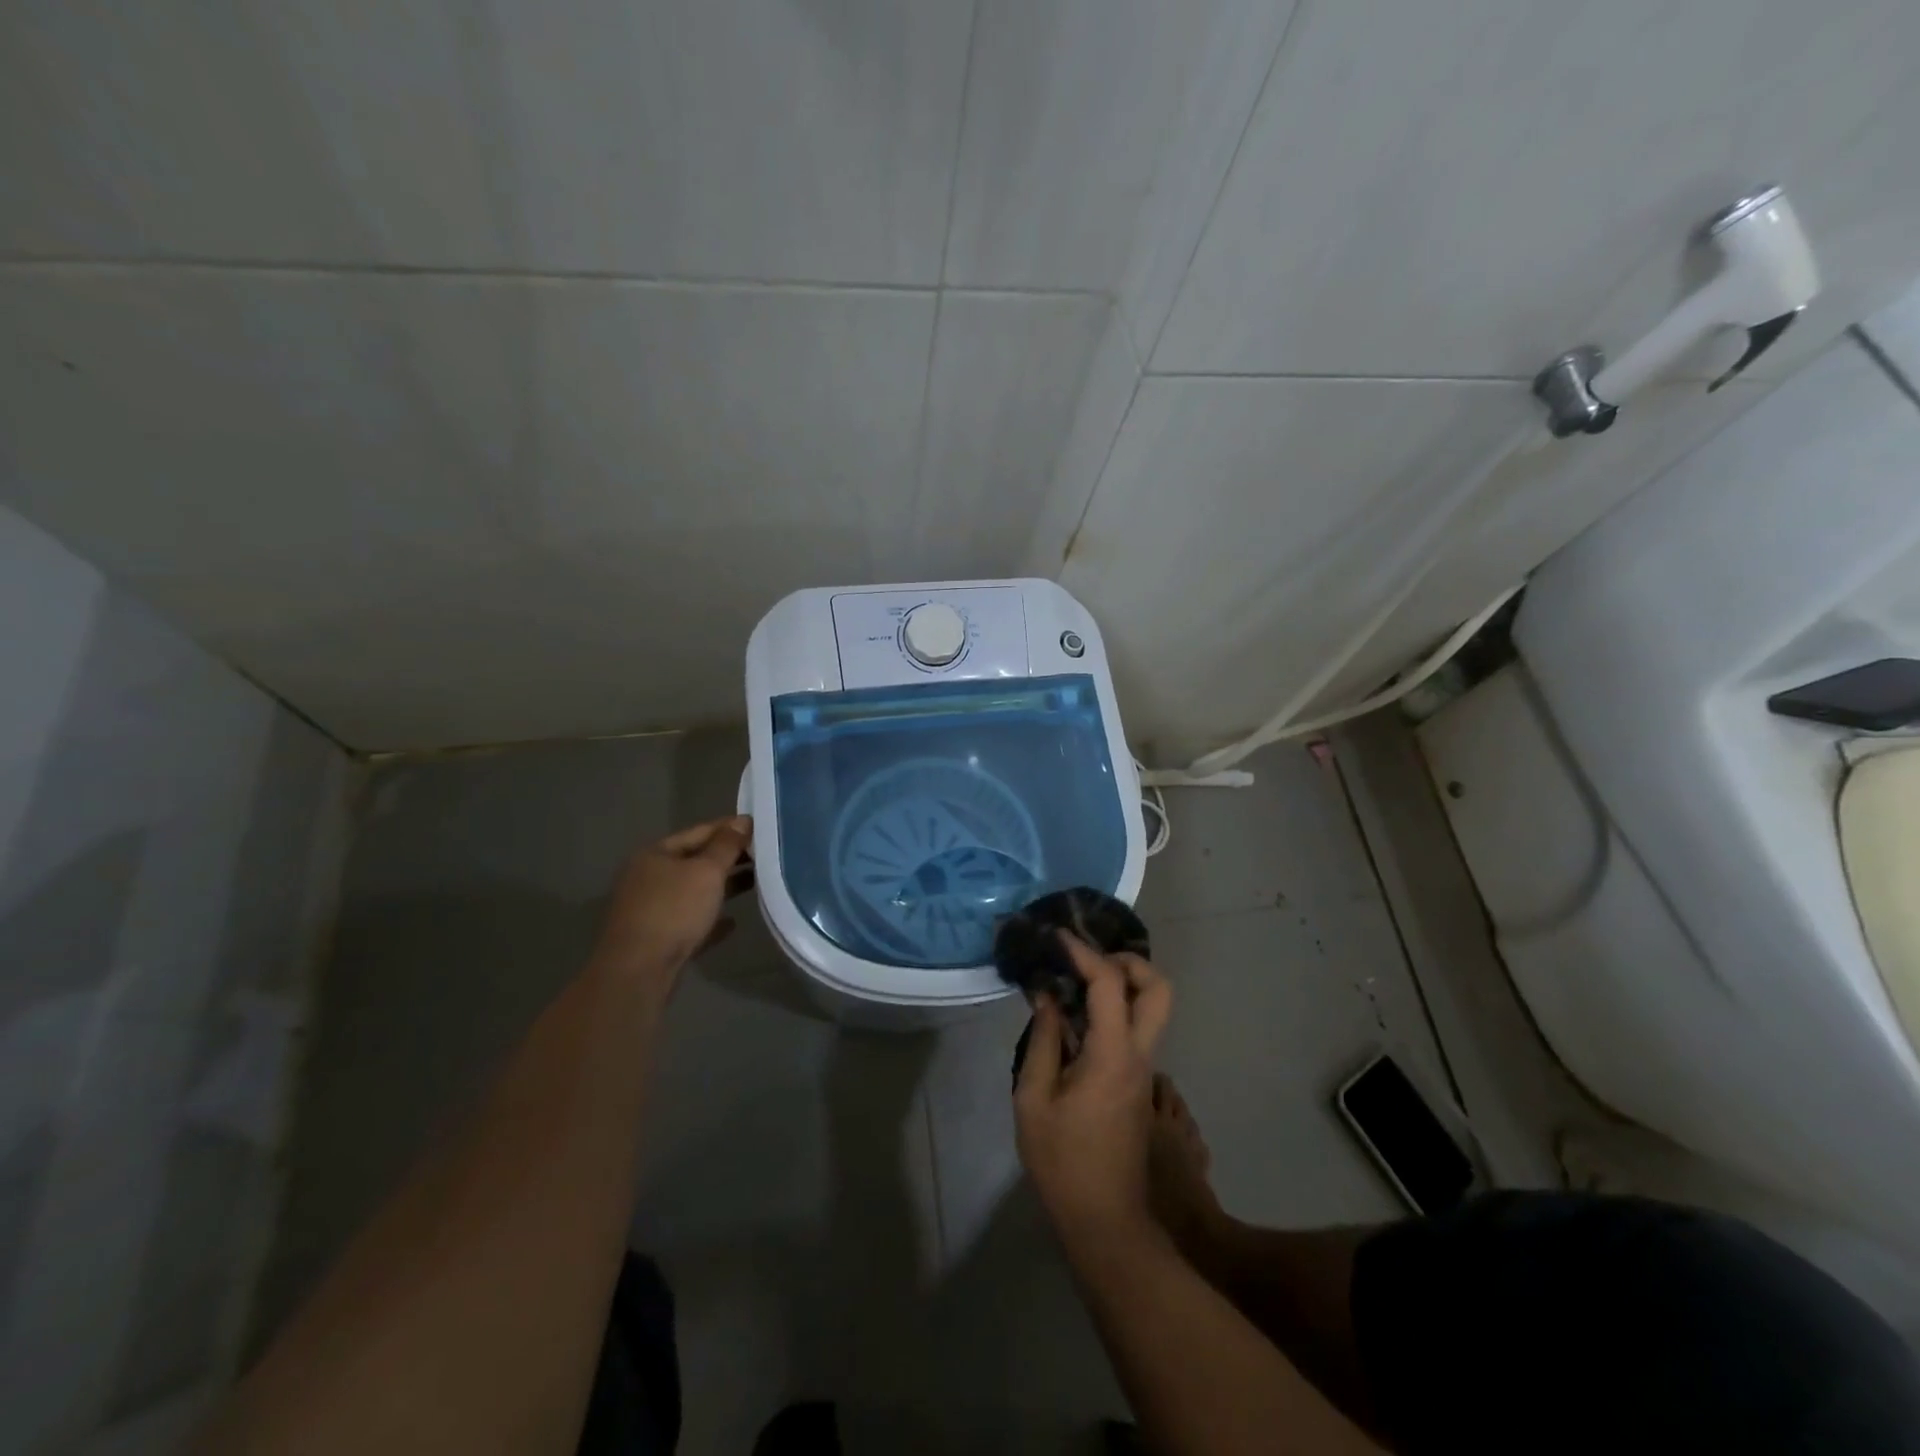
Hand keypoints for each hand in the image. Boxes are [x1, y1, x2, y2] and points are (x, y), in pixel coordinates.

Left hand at [591, 816, 753, 994]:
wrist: (638, 971)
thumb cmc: (674, 910)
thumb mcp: (706, 871)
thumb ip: (727, 845)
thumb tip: (743, 821)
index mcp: (656, 854)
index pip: (700, 831)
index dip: (731, 828)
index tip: (761, 828)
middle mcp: (650, 877)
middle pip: (696, 861)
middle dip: (729, 858)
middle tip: (764, 855)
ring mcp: (651, 909)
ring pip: (694, 892)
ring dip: (723, 887)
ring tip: (756, 883)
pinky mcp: (658, 938)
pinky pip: (691, 921)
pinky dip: (711, 918)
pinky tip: (733, 922)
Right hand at [1014, 933, 1173, 1244]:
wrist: (1105, 1222)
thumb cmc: (1063, 1162)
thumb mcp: (1034, 1101)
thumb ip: (1042, 1042)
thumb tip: (1046, 998)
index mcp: (1113, 1055)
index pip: (1109, 983)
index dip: (1084, 952)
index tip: (1058, 937)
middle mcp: (1139, 1055)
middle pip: (1159, 989)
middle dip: (1129, 962)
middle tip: (1089, 959)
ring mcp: (1144, 1071)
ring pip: (1152, 1009)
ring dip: (1123, 984)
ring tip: (1076, 982)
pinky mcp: (1138, 1085)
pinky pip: (1135, 1030)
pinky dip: (1114, 1010)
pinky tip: (1076, 1018)